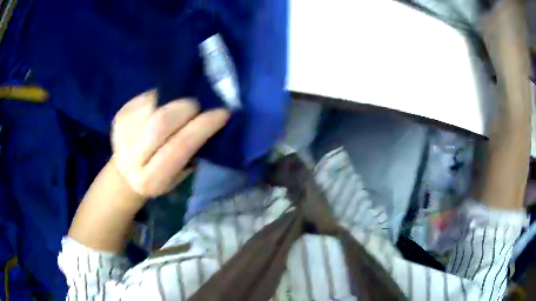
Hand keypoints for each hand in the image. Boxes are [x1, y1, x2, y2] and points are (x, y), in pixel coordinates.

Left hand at [112, 90, 229, 197]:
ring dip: (175, 102)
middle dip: (188, 108)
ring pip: (156, 104)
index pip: (180, 145)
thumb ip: (193, 150)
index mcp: (150, 180)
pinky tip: (163, 108)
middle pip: (163, 121)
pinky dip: (162, 99)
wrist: (126, 172)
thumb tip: (210, 120)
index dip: (203, 126)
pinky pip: (148, 97)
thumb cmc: (160, 176)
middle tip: (198, 108)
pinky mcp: (119, 115)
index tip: (222, 113)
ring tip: (181, 109)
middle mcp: (131, 157)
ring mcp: (121, 133)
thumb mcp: (179, 173)